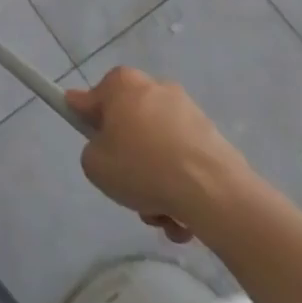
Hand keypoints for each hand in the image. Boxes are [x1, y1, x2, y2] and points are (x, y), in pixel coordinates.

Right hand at [66, 67, 255, 244]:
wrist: (217, 195)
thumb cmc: (143, 168)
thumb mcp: (95, 165)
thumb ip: (91, 151)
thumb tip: (105, 146)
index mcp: (122, 83)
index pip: (90, 100)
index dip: (85, 122)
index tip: (92, 145)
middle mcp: (155, 88)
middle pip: (129, 126)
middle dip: (128, 159)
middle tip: (128, 187)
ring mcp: (189, 113)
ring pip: (158, 149)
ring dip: (156, 181)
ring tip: (160, 214)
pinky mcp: (215, 140)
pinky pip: (185, 163)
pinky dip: (181, 188)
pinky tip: (183, 219)